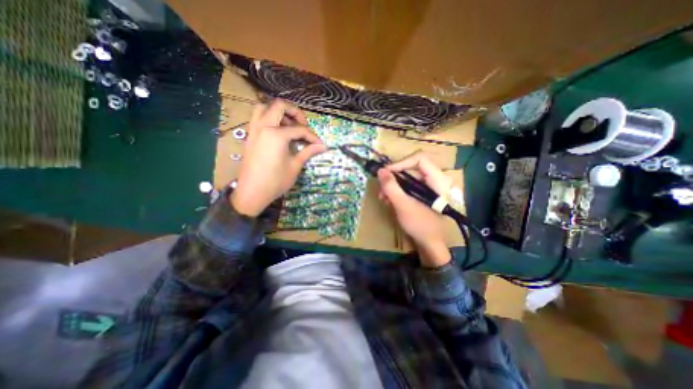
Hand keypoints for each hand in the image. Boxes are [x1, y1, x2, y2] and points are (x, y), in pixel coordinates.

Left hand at [230, 98, 327, 215]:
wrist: (252, 192)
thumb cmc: (276, 181)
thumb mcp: (295, 166)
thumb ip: (308, 152)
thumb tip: (323, 146)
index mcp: (276, 135)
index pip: (299, 129)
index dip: (312, 136)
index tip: (320, 144)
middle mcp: (263, 126)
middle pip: (279, 106)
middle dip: (295, 113)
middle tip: (303, 125)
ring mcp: (254, 130)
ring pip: (264, 107)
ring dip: (278, 112)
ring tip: (289, 125)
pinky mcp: (250, 136)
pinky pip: (257, 118)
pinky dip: (269, 118)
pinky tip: (278, 132)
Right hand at [377, 152, 453, 267]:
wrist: (429, 244)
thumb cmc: (420, 225)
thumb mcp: (403, 205)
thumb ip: (391, 187)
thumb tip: (380, 171)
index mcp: (437, 180)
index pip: (420, 159)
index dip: (401, 163)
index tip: (386, 173)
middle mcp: (435, 180)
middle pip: (411, 168)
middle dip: (394, 178)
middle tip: (381, 187)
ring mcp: (429, 187)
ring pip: (407, 178)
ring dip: (393, 186)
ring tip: (383, 197)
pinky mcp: (422, 194)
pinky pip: (408, 186)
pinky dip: (397, 191)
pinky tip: (388, 200)